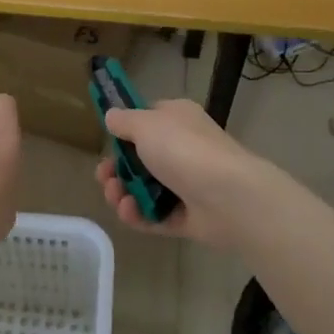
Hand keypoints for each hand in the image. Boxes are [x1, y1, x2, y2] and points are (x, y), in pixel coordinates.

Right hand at [94, 98, 266, 242]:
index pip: (147, 120)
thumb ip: (124, 121)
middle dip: (116, 169)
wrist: (228, 196)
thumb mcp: (146, 124)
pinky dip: (138, 215)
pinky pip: (155, 215)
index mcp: (177, 120)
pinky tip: (129, 212)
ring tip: (116, 197)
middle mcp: (183, 149)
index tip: (108, 141)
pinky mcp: (187, 217)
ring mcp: (186, 185)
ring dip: (122, 193)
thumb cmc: (183, 149)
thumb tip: (111, 116)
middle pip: (139, 159)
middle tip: (104, 177)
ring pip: (144, 189)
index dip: (125, 131)